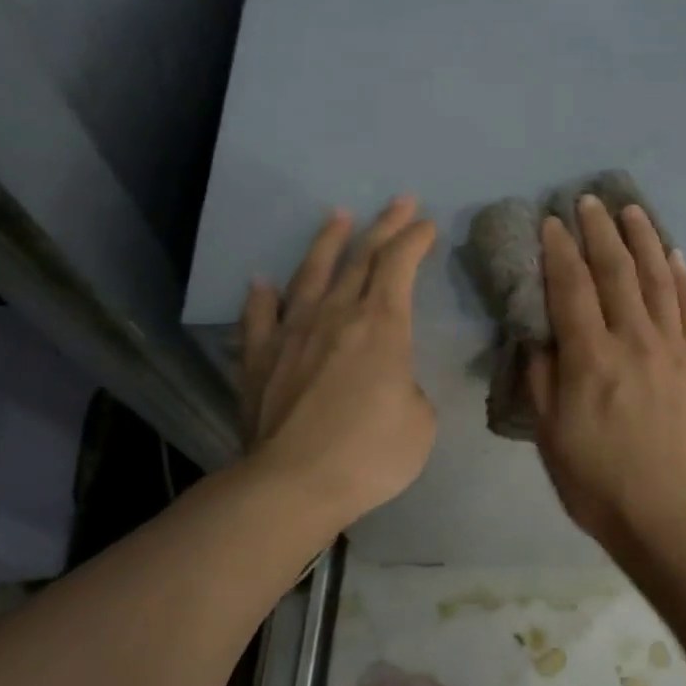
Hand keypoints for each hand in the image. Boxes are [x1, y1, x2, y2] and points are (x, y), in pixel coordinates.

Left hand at [240, 197, 436, 526]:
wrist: (293, 484)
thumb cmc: (370, 453)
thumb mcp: (420, 421)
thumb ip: (407, 386)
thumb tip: (387, 379)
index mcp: (381, 326)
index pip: (399, 266)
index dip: (415, 240)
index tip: (427, 224)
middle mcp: (336, 316)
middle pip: (362, 258)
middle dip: (385, 226)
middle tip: (400, 201)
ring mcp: (292, 333)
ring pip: (312, 274)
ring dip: (328, 242)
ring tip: (338, 216)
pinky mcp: (259, 358)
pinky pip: (260, 318)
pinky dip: (262, 298)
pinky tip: (262, 283)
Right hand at [528, 194, 685, 551]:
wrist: (665, 512)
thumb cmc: (595, 479)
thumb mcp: (548, 432)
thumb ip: (541, 375)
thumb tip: (539, 331)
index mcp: (590, 358)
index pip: (571, 286)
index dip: (559, 249)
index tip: (552, 222)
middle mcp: (633, 340)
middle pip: (616, 271)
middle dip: (600, 230)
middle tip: (589, 200)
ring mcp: (674, 348)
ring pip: (658, 279)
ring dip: (643, 239)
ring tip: (631, 210)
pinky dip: (682, 277)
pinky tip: (674, 255)